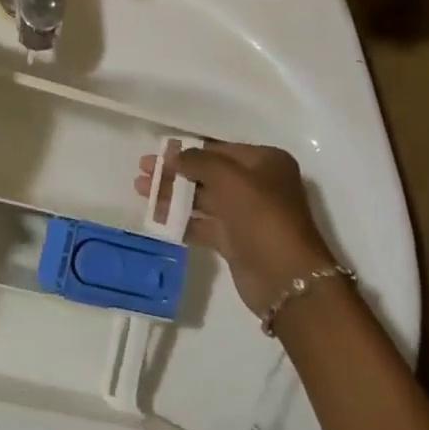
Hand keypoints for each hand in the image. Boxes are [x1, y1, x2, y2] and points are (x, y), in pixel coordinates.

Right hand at [136, 141, 336, 318]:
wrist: (288, 280)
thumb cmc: (262, 216)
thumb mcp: (229, 178)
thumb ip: (197, 160)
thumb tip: (171, 155)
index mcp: (265, 162)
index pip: (218, 149)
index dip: (186, 149)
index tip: (157, 151)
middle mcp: (257, 185)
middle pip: (207, 173)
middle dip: (175, 171)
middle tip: (142, 170)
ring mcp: (246, 214)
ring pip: (203, 198)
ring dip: (172, 194)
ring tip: (140, 190)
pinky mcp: (236, 241)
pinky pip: (203, 224)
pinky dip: (181, 220)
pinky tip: (156, 217)